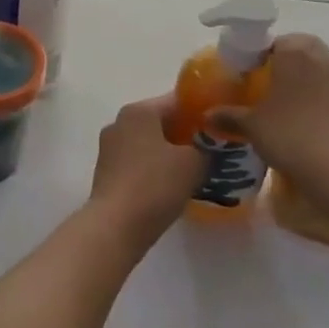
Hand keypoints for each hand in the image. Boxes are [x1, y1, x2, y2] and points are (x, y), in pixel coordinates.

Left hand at [87, 95, 205, 241]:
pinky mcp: (106, 173)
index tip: (221, 126)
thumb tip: (210, 145)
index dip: (202, 112)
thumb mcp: (193, 163)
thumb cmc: (155, 185)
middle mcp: (119, 123)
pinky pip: (138, 162)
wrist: (116, 226)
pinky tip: (173, 185)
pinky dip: (156, 168)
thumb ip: (207, 147)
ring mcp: (109, 148)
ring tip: (197, 169)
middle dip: (186, 134)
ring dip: (171, 153)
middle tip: (213, 149)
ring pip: (149, 143)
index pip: (176, 101)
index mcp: (138, 111)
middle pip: (161, 121)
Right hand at [210, 34, 328, 176]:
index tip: (251, 72)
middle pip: (304, 48)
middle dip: (289, 59)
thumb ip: (229, 115)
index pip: (276, 41)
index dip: (262, 54)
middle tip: (270, 81)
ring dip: (308, 77)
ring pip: (323, 68)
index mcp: (294, 54)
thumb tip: (207, 115)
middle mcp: (322, 59)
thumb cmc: (288, 135)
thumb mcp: (252, 126)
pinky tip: (312, 122)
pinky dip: (324, 99)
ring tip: (290, 102)